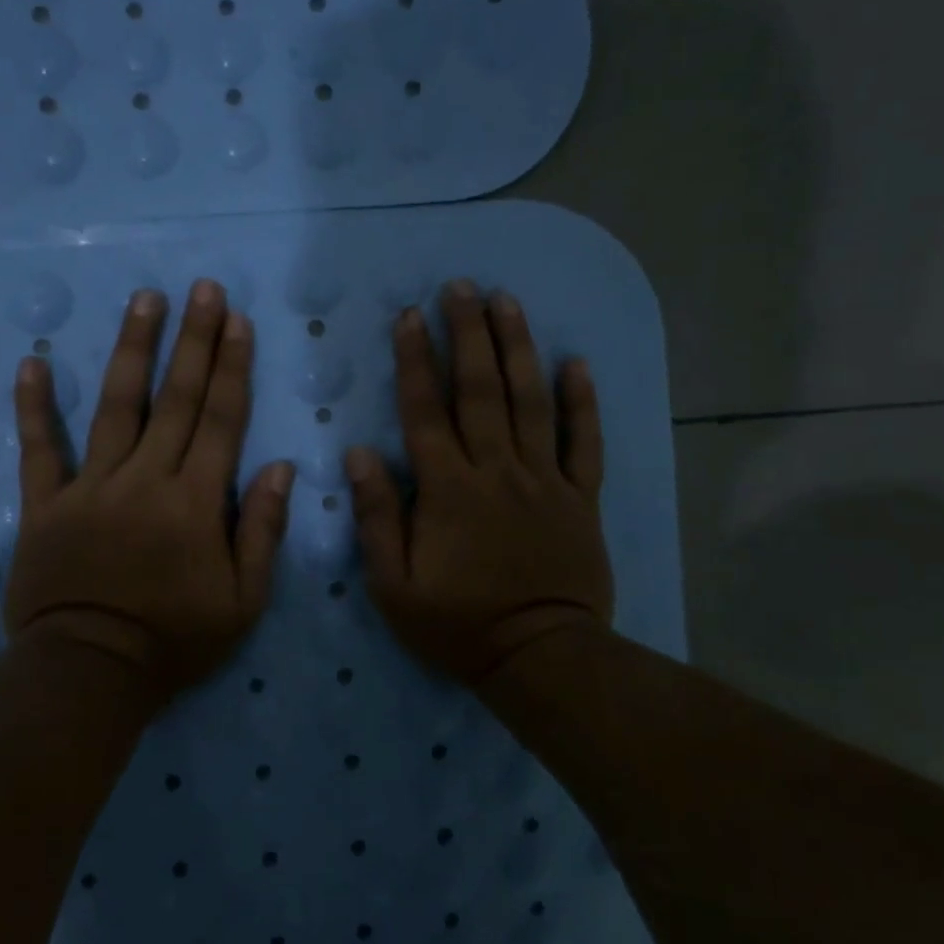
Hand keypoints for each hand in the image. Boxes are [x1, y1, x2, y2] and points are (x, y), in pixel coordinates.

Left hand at [3, 280, 295, 701]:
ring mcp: (90, 488)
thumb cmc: (175, 641)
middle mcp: (145, 480)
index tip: (237, 321)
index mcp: (195, 502)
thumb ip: (263, 532)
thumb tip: (282, 468)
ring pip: (115, 407)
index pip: (220, 420)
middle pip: (174, 399)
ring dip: (131, 349)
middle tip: (202, 288)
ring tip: (144, 300)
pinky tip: (32, 363)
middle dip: (193, 340)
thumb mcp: (243, 601)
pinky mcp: (45, 505)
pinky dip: (33, 408)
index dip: (231, 367)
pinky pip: (38, 450)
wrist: (90, 673)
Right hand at [347, 281, 612, 687]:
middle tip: (461, 286)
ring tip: (508, 301)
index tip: (410, 315)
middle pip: (481, 390)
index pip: (426, 411)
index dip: (416, 360)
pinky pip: (583, 442)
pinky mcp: (580, 497)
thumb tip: (359, 453)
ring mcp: (544, 480)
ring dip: (519, 348)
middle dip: (469, 333)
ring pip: (531, 401)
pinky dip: (582, 402)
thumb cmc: (458, 624)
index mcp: (448, 489)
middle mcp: (497, 470)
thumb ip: (378, 516)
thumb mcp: (394, 584)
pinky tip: (576, 363)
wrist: (540, 657)